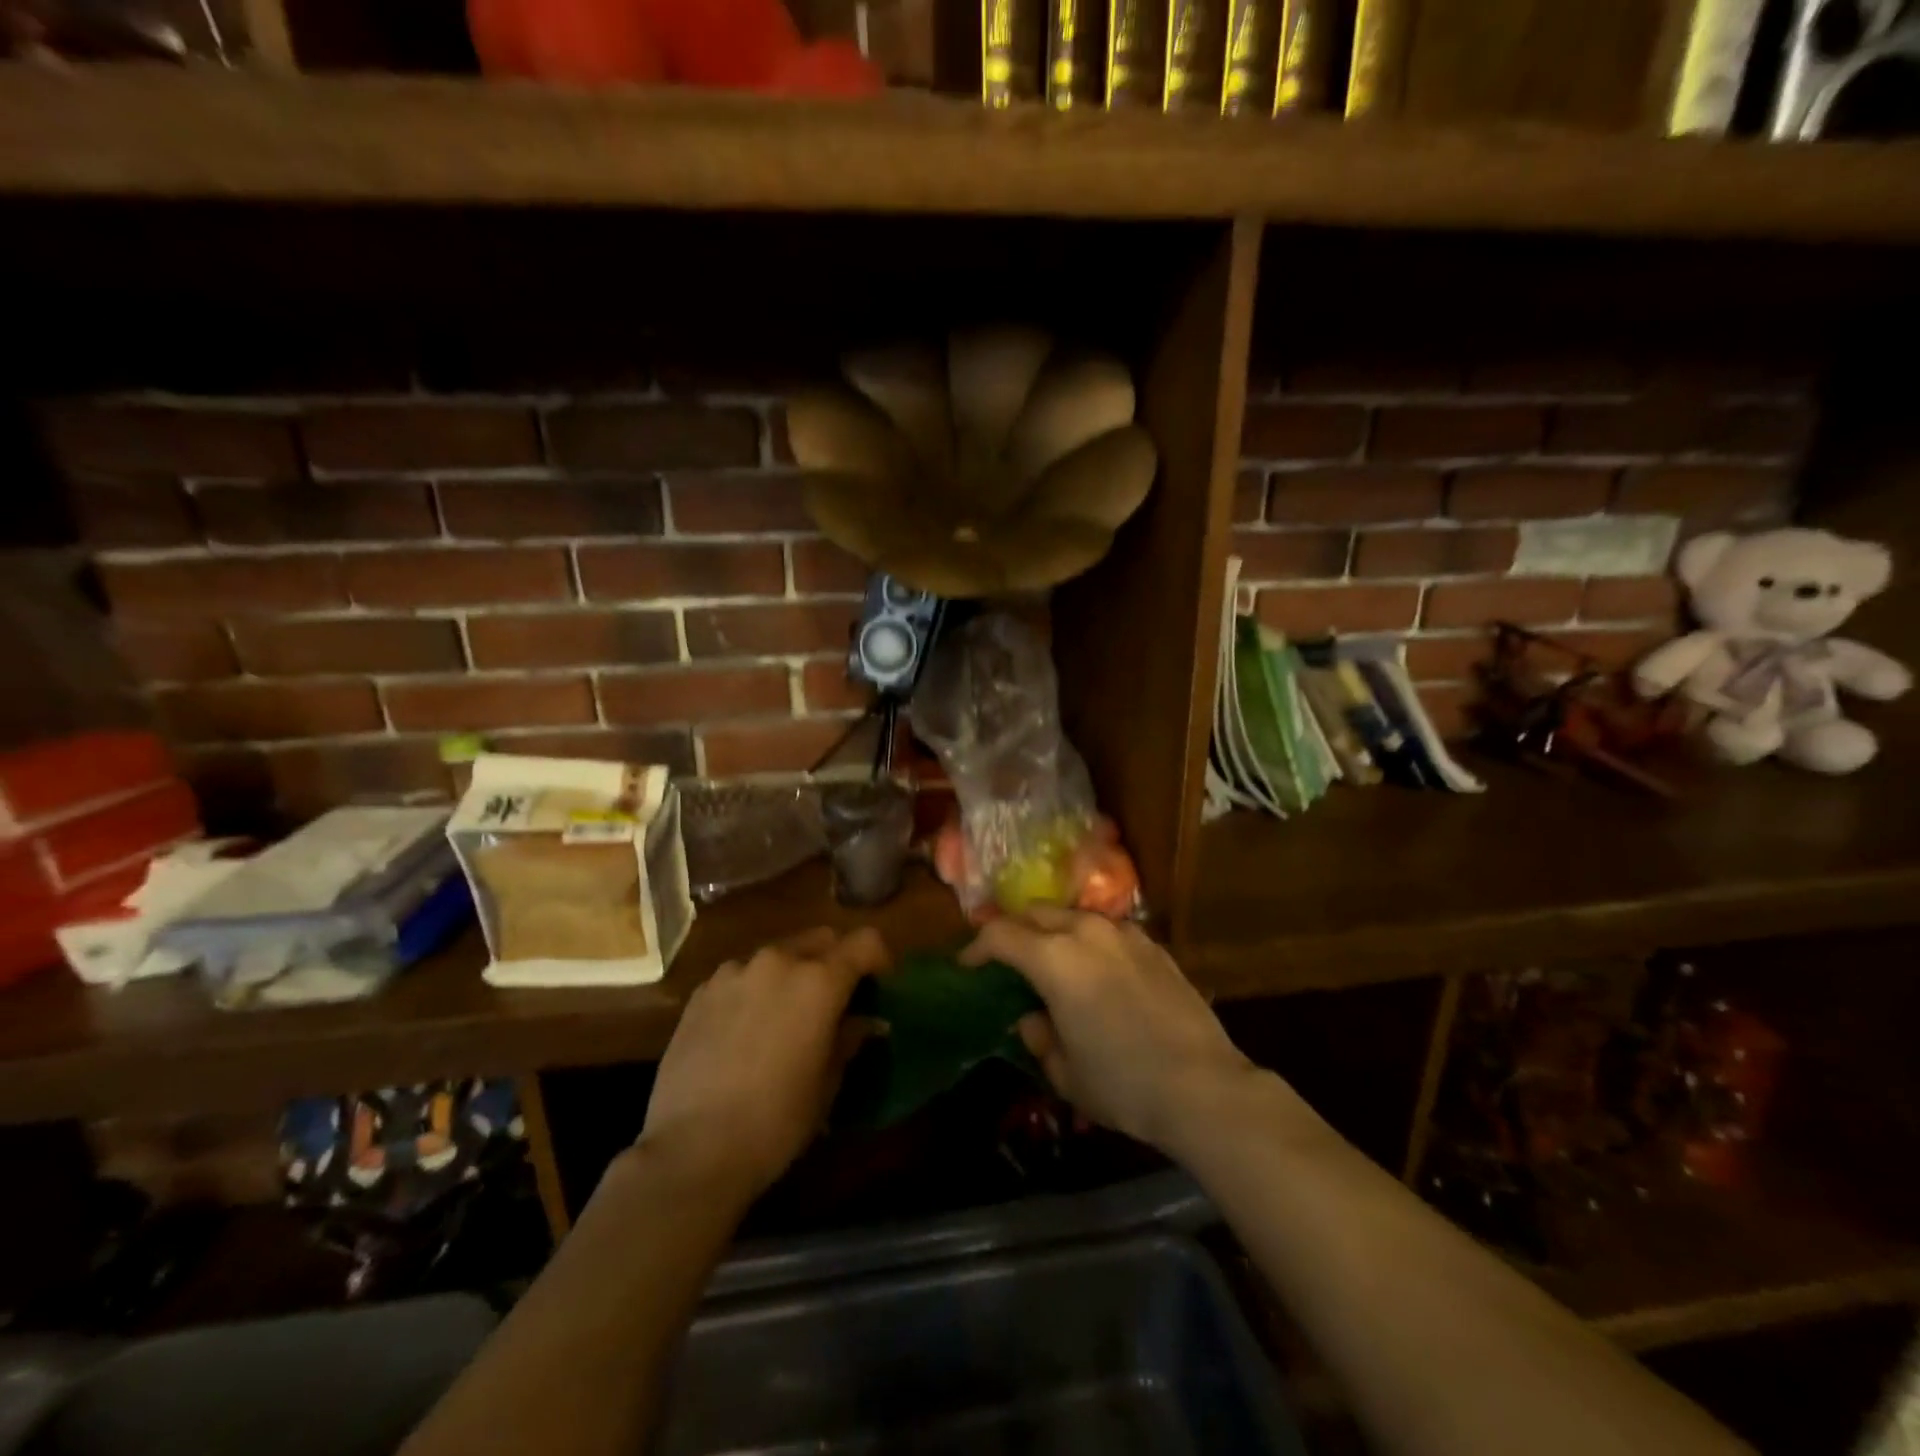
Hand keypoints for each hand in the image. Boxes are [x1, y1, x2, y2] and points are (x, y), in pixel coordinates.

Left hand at [637, 926, 888, 1201]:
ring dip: (792, 973)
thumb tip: (866, 1022)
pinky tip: (745, 1029)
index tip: (880, 986)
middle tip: (836, 999)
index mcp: (819, 981)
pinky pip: (742, 975)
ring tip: (785, 1015)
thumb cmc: (775, 1121)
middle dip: (835, 961)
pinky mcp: (702, 991)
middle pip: (821, 939)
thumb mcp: (827, 1083)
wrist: (690, 1150)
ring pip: (778, 954)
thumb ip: (849, 1039)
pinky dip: (755, 989)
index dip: (880, 959)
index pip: (865, 942)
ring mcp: (735, 972)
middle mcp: (778, 961)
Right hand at [962, 909, 1261, 1156]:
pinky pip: (1108, 931)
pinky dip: (1089, 941)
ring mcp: (1125, 934)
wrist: (1204, 1087)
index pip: (1001, 935)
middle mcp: (1087, 933)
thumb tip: (1032, 1018)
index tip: (968, 965)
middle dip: (1014, 930)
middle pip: (1036, 913)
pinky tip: (1097, 972)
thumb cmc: (1123, 1083)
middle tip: (1006, 959)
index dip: (977, 948)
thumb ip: (1039, 1037)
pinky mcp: (1154, 946)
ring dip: (1053, 931)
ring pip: (1074, 915)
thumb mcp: (1065, 1072)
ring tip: (1051, 962)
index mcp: (1054, 959)